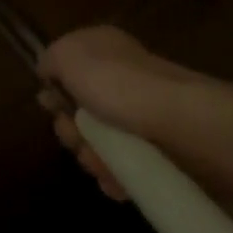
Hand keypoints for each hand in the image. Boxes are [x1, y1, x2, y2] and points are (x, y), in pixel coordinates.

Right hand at [36, 25, 203, 200]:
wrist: (184, 126)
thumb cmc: (118, 83)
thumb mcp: (67, 55)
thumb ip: (50, 59)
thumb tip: (47, 72)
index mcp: (105, 51)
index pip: (69, 71)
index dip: (55, 90)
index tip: (51, 106)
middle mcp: (125, 80)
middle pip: (82, 110)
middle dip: (70, 130)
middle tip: (76, 137)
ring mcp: (146, 118)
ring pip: (102, 143)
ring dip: (91, 156)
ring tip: (100, 164)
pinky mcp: (164, 153)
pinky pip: (128, 168)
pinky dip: (116, 176)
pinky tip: (115, 181)